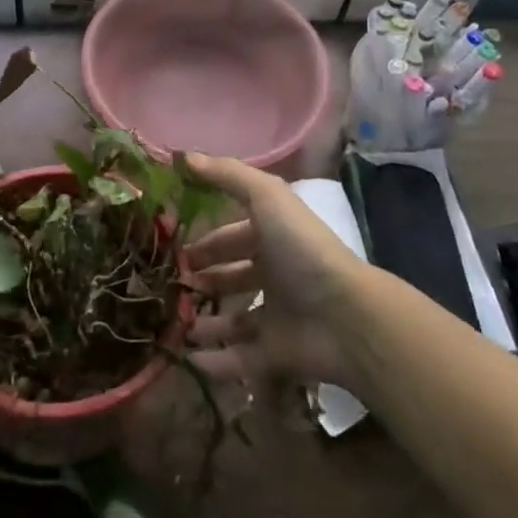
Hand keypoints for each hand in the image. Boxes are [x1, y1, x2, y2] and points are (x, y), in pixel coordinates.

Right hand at [183, 154, 367, 392]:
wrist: (345, 316)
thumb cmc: (302, 249)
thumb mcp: (266, 197)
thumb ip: (227, 175)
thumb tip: (184, 155)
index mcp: (273, 238)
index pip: (233, 235)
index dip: (207, 240)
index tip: (176, 247)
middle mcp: (275, 275)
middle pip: (233, 276)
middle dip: (204, 278)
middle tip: (172, 283)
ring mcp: (277, 316)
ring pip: (235, 320)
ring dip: (206, 322)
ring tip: (175, 323)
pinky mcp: (277, 354)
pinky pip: (241, 359)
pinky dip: (217, 362)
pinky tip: (189, 359)